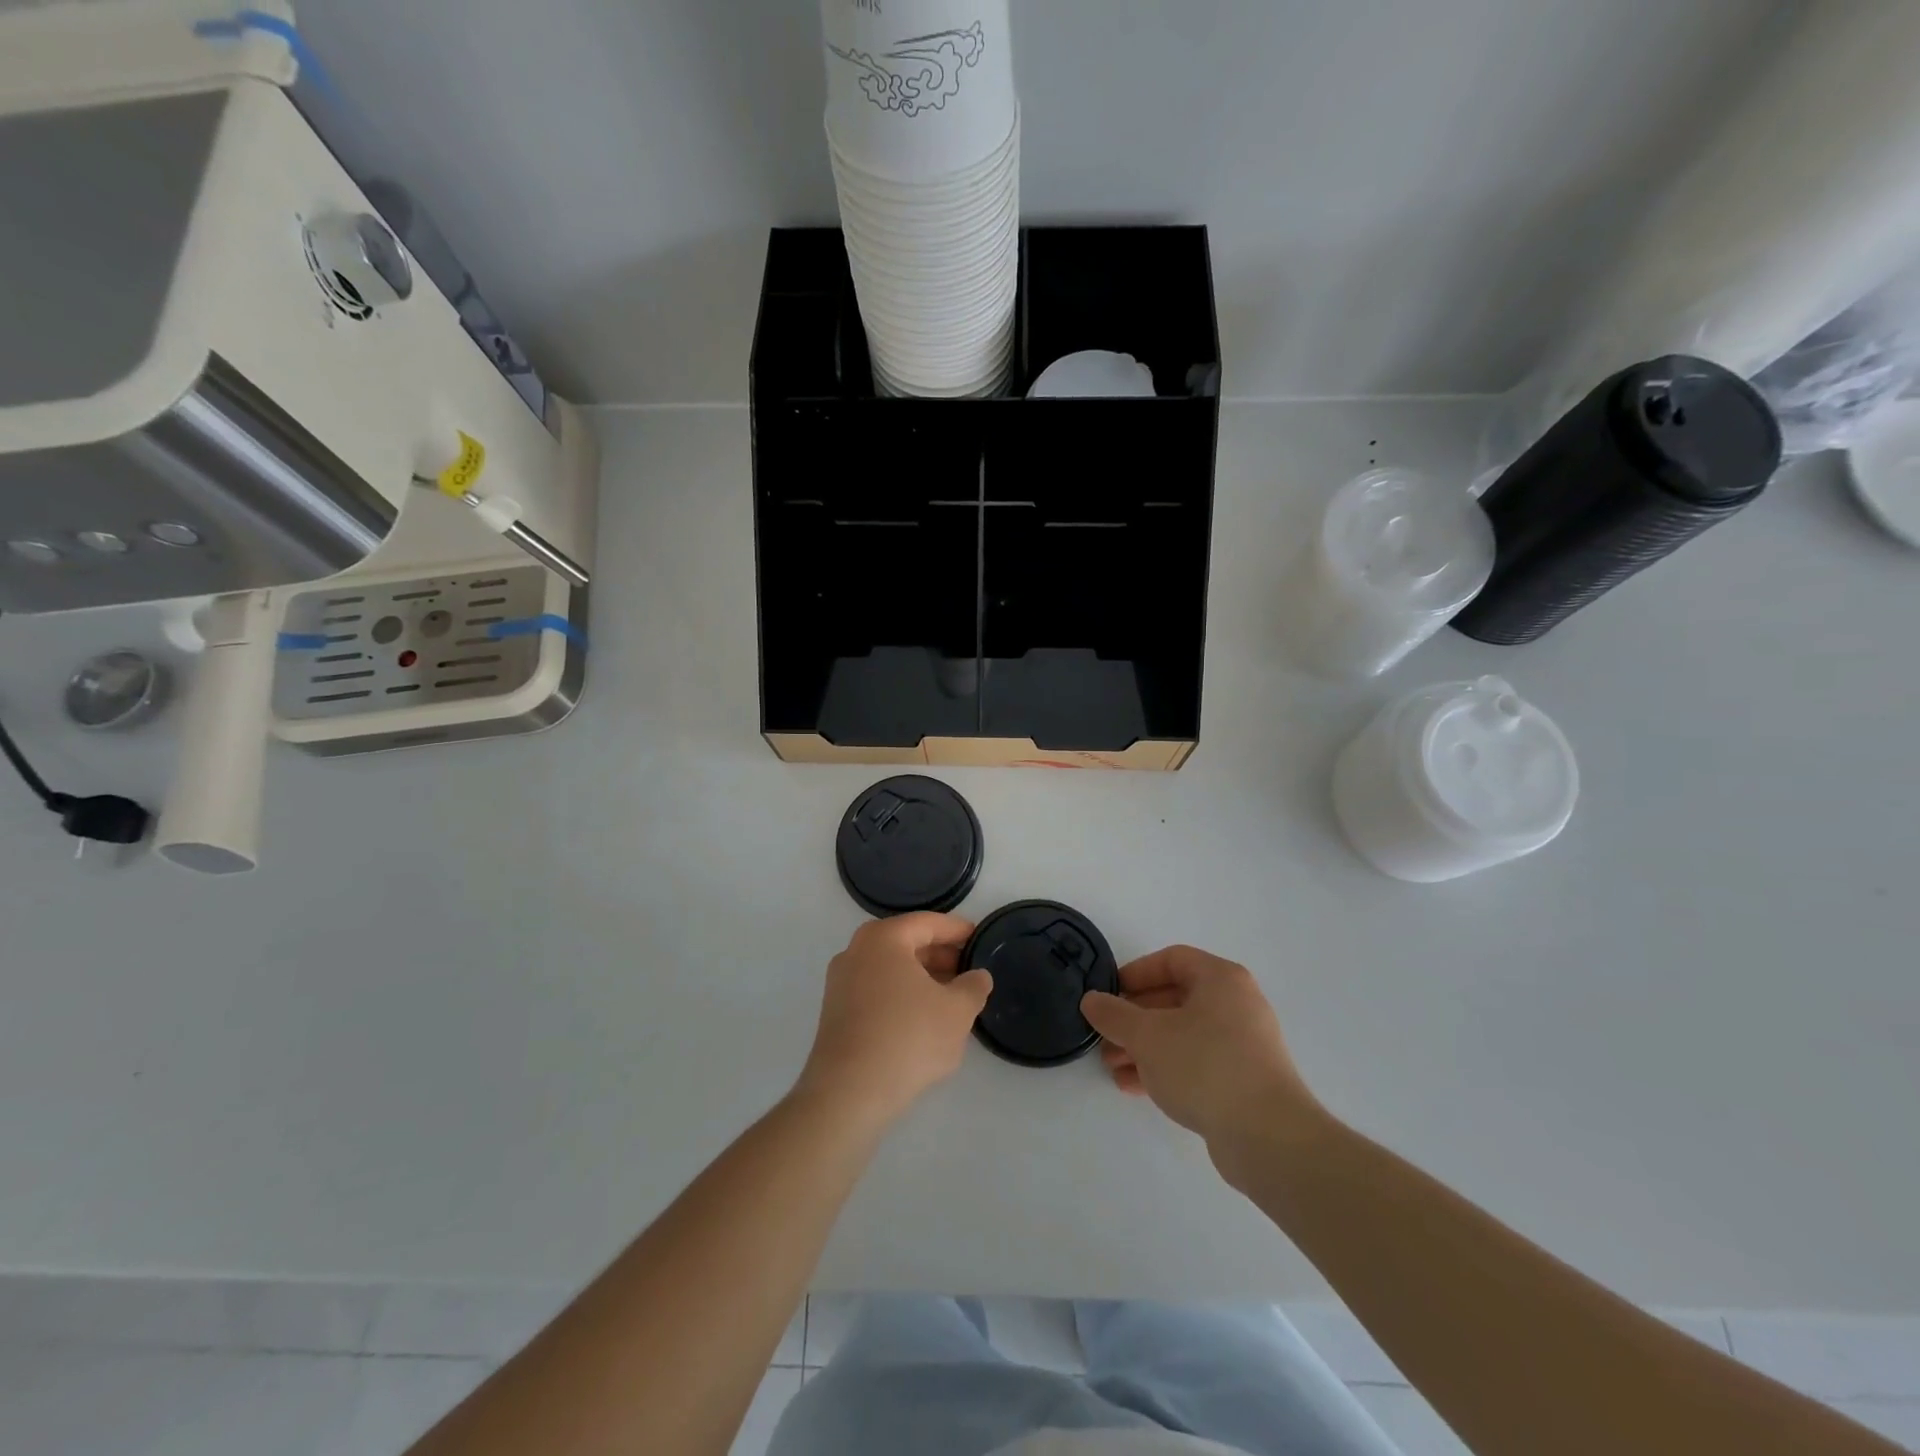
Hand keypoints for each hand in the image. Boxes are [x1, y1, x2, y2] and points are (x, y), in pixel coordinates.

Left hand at [796, 913, 991, 1127]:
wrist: (849, 1093)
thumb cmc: (908, 1038)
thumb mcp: (957, 1011)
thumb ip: (973, 987)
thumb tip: (978, 976)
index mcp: (884, 938)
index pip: (927, 923)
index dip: (957, 930)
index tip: (979, 938)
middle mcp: (856, 951)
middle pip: (906, 943)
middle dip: (939, 955)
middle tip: (968, 970)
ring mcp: (841, 982)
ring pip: (890, 968)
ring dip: (921, 977)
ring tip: (951, 997)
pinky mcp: (835, 1012)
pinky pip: (876, 990)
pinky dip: (901, 995)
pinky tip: (922, 1019)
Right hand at [1080, 945, 1319, 1160]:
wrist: (1268, 1138)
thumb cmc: (1205, 1066)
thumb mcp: (1147, 1035)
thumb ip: (1114, 1014)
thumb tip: (1091, 1000)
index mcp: (1221, 979)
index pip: (1172, 960)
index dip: (1136, 973)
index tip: (1109, 993)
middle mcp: (1237, 1005)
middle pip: (1175, 998)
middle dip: (1134, 1017)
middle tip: (1105, 1034)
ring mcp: (1244, 1045)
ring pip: (1183, 1034)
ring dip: (1144, 1047)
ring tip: (1112, 1066)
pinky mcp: (1243, 1081)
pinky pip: (1196, 1063)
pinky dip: (1165, 1068)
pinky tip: (1134, 1086)